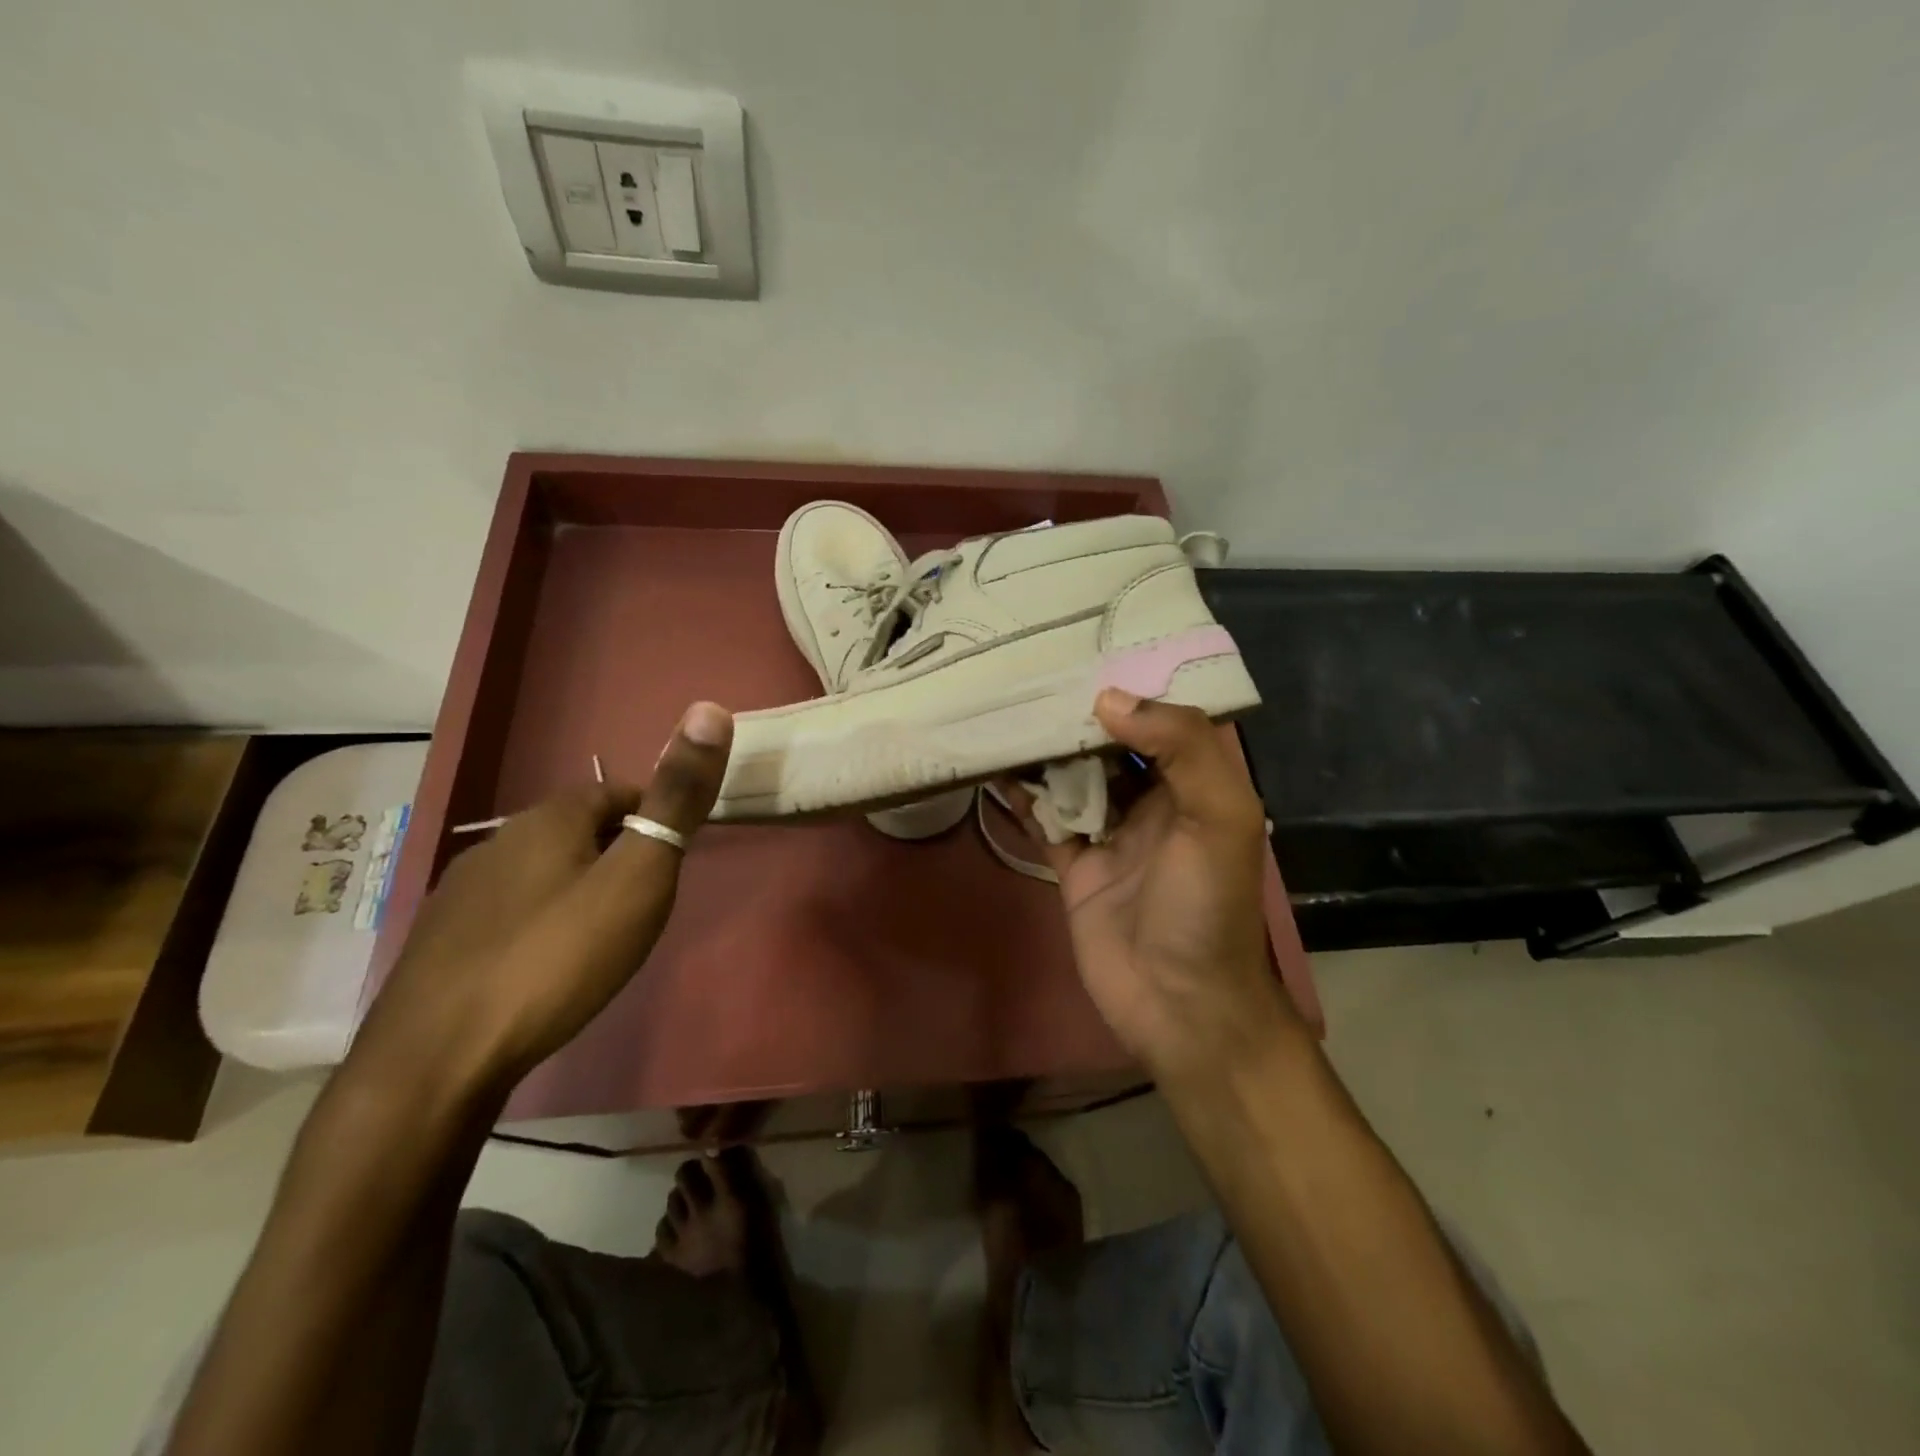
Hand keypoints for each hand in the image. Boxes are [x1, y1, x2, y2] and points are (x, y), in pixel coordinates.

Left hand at [352, 702, 733, 1095]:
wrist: (435, 1062)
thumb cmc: (556, 958)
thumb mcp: (638, 876)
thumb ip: (677, 799)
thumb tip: (709, 709)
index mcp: (548, 819)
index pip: (617, 794)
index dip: (654, 817)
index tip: (674, 859)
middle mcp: (498, 841)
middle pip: (576, 831)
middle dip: (617, 853)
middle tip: (646, 901)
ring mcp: (460, 893)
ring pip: (539, 871)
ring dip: (576, 887)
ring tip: (602, 935)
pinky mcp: (441, 942)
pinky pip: (508, 912)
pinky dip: (538, 923)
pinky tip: (545, 966)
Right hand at [1003, 690, 1297, 1076]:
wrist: (1178, 1003)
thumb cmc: (1206, 906)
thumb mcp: (1220, 817)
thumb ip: (1180, 748)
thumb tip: (1108, 700)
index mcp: (1195, 785)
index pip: (1162, 720)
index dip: (1131, 687)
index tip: (1087, 651)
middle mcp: (1153, 802)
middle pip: (1109, 745)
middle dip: (1076, 714)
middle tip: (1030, 674)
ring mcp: (1110, 834)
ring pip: (1073, 778)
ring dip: (1044, 750)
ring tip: (1004, 709)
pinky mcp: (1074, 866)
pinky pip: (1045, 820)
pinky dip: (1022, 796)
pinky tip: (993, 767)